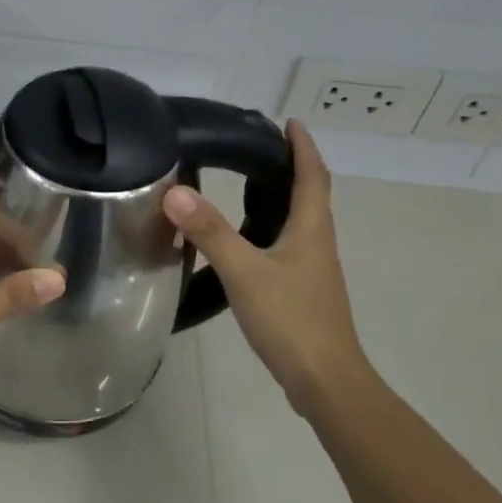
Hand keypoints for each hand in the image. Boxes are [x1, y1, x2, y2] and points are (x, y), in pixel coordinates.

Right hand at [162, 120, 372, 413]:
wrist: (325, 380)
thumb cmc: (291, 320)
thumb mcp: (244, 272)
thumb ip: (210, 232)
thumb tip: (175, 192)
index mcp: (312, 229)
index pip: (313, 175)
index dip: (303, 146)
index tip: (289, 122)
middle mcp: (318, 243)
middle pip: (310, 195)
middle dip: (290, 167)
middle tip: (256, 149)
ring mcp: (313, 270)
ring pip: (299, 222)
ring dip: (281, 198)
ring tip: (246, 186)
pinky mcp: (303, 292)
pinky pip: (288, 246)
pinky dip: (271, 229)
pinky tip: (246, 242)